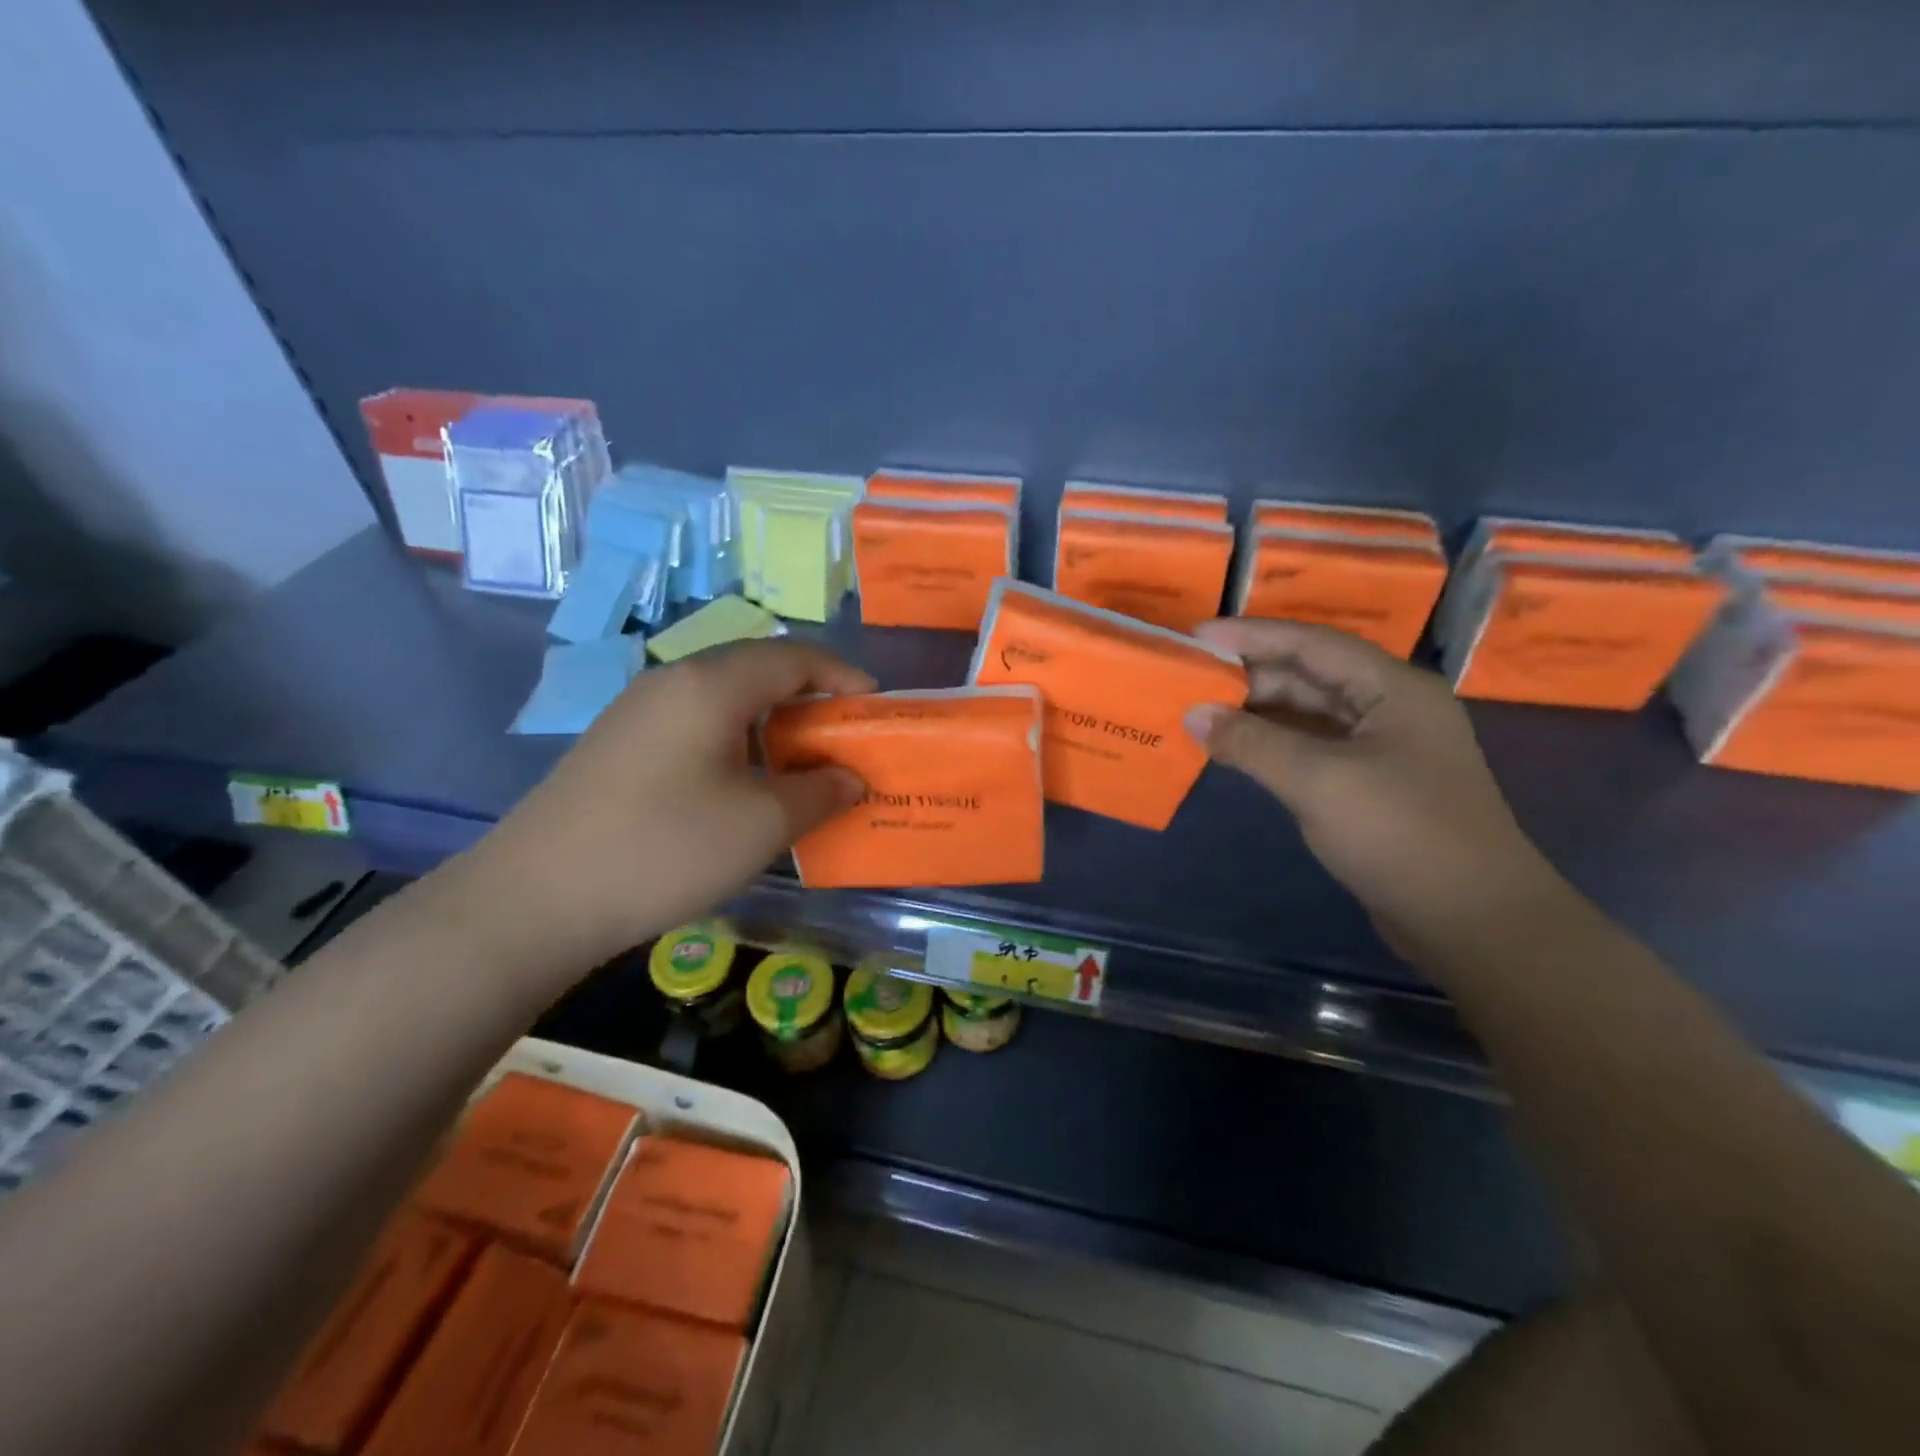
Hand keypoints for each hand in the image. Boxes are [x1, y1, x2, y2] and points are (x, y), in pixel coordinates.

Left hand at [461, 640, 874, 980]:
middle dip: (808, 696)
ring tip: (799, 760)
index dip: (842, 675)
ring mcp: (636, 713)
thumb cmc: (666, 849)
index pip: (794, 657)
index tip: (875, 705)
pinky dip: (735, 739)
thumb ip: (820, 792)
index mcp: (711, 685)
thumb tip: (850, 777)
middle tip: (842, 735)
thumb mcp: (762, 824)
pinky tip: (740, 782)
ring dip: (770, 720)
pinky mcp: (617, 746)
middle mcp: (671, 682)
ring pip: (723, 697)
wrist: (536, 899)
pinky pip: (694, 723)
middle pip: (756, 670)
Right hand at [1185, 619, 1565, 965]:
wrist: (1472, 920)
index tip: (1195, 636)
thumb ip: (1252, 742)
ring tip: (1201, 712)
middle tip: (1190, 678)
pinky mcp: (1370, 784)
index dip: (1251, 635)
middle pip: (1310, 674)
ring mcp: (1382, 747)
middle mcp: (1390, 707)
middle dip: (1250, 674)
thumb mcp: (1318, 781)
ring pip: (1309, 713)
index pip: (1311, 643)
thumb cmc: (1400, 834)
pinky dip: (1272, 744)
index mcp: (1392, 688)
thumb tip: (1193, 714)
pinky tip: (1234, 750)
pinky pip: (1311, 748)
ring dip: (1257, 712)